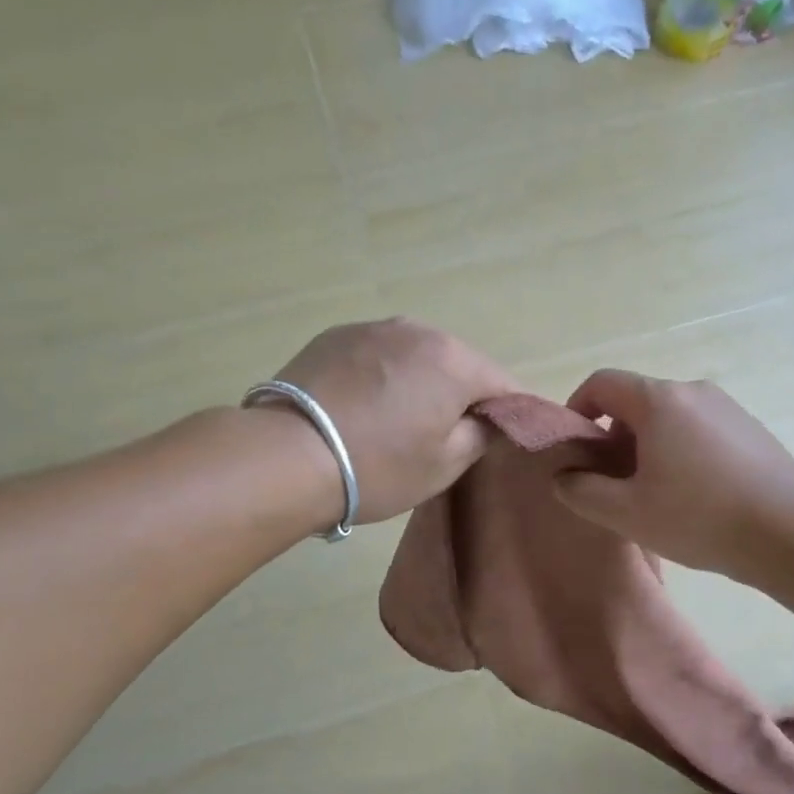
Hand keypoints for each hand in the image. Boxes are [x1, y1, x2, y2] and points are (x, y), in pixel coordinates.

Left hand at [263, 318, 518, 524]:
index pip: (503, 383)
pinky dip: (381, 375)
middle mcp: (417, 330)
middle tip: (442, 434)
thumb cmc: (377, 466)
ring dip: (418, 380)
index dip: (508, 411)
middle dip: (459, 393)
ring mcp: (371, 328)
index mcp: (453, 360)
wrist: (285, 456)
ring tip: (396, 419)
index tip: (499, 436)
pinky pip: (376, 354)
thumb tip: (488, 418)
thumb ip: (480, 434)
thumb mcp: (444, 464)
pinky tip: (361, 406)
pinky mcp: (333, 336)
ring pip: (414, 355)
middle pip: (457, 363)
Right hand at [553, 369, 793, 577]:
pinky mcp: (752, 428)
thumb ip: (581, 490)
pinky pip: (701, 429)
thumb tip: (564, 476)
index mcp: (659, 400)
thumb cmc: (697, 517)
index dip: (578, 409)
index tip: (577, 448)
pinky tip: (696, 493)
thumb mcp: (625, 512)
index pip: (602, 383)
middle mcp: (693, 390)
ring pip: (671, 416)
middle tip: (614, 481)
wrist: (789, 532)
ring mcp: (728, 407)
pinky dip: (683, 449)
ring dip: (649, 445)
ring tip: (656, 492)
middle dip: (615, 435)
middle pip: (637, 400)